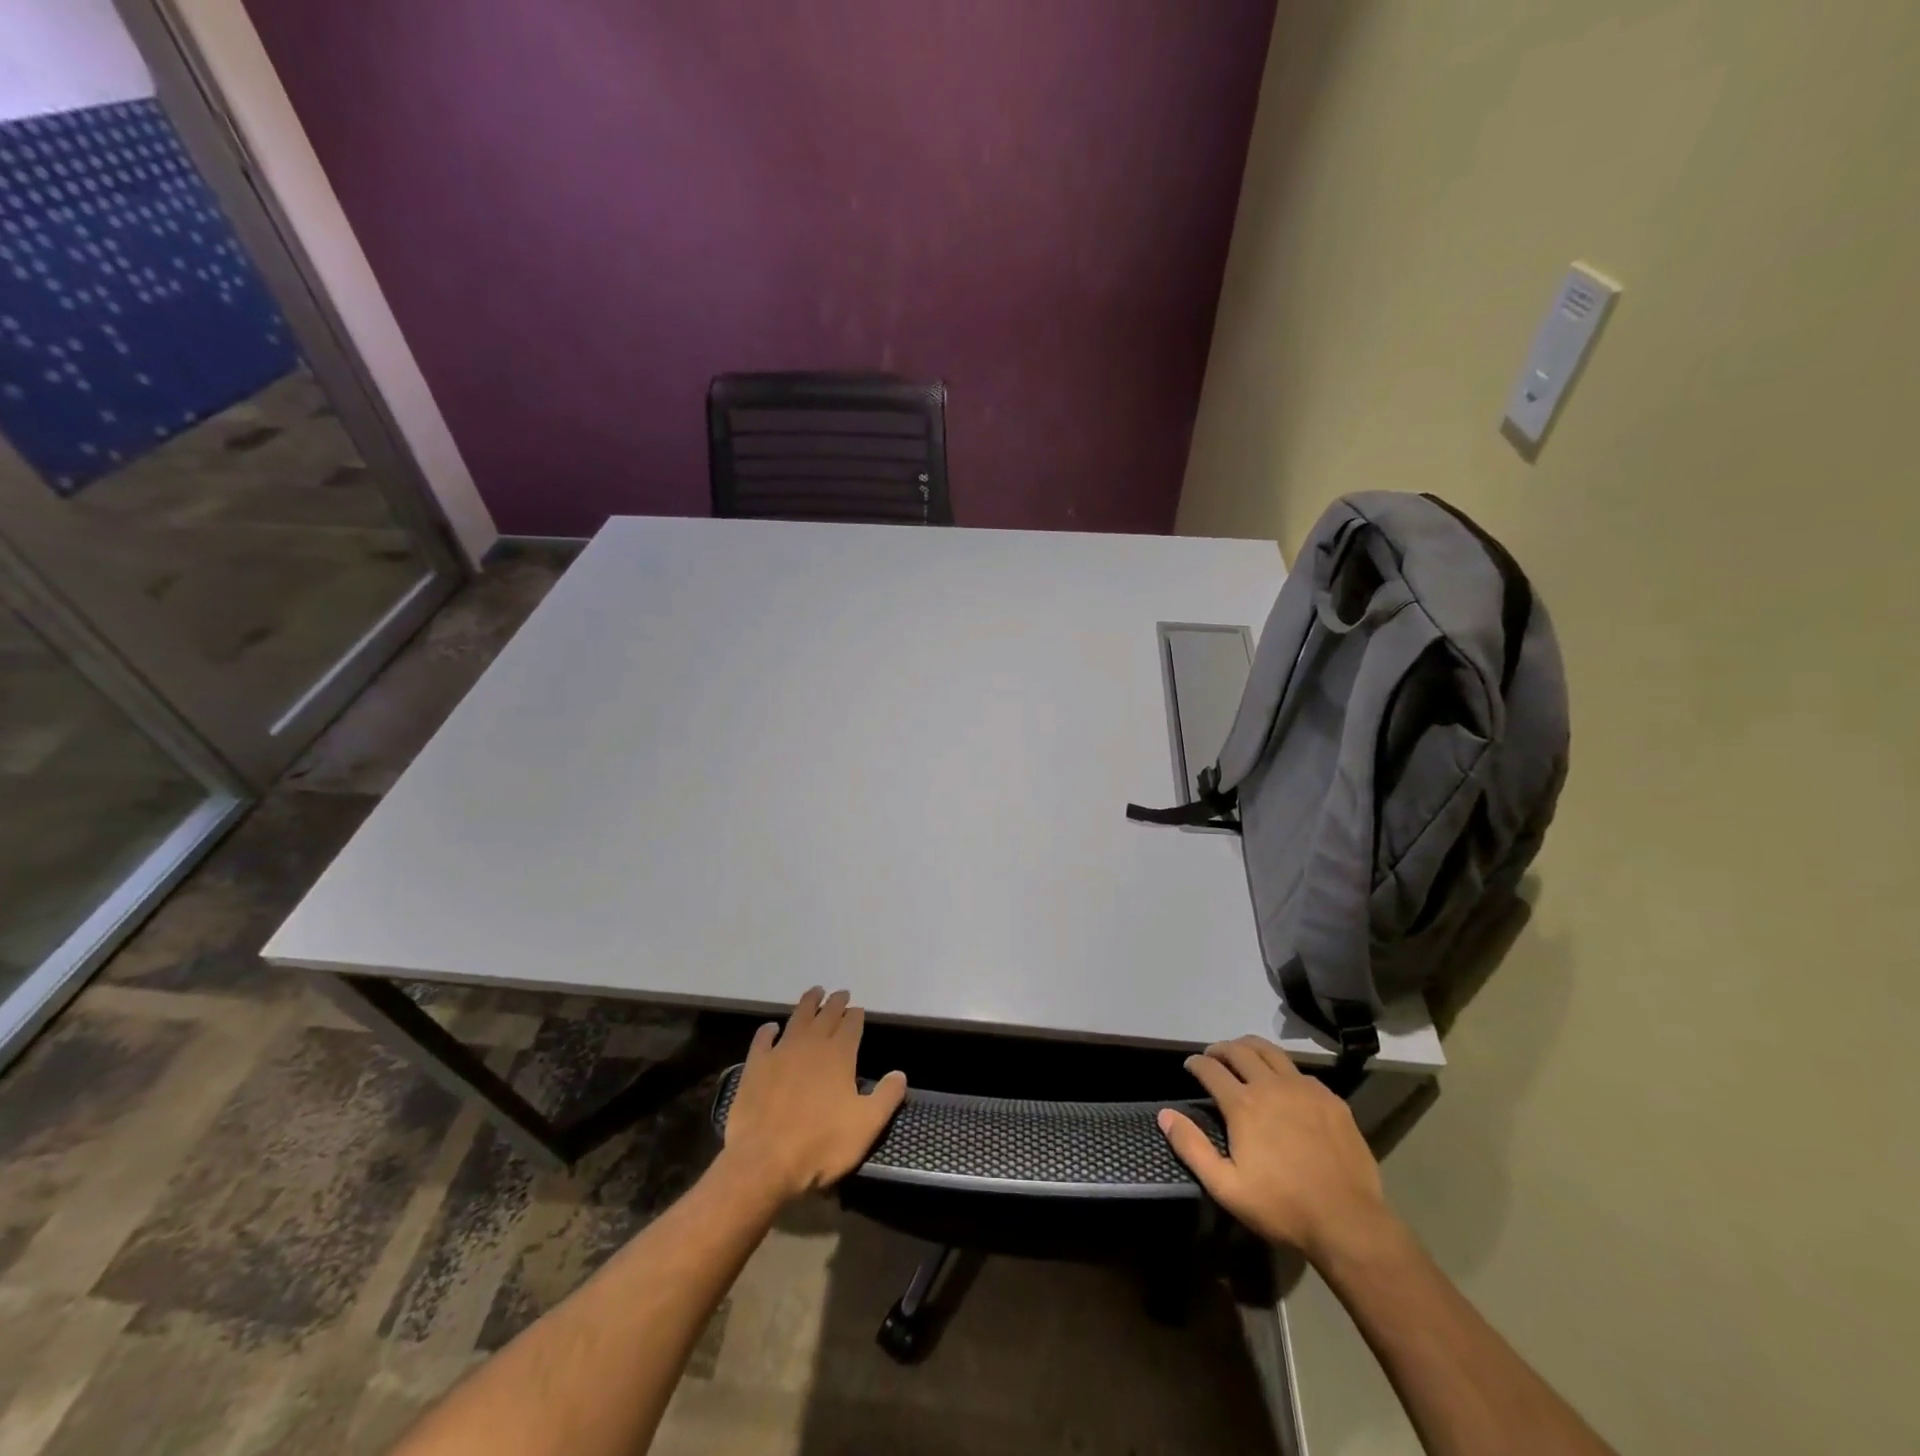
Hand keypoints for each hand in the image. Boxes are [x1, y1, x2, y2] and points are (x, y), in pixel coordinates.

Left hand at [719, 988, 906, 1203]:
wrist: (764, 1162)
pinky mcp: (755, 1066)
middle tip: (841, 993)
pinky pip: (762, 1040)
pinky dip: (768, 1031)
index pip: (852, 1025)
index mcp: (840, 1055)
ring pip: (798, 1018)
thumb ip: (886, 1097)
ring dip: (808, 1003)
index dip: (856, 1015)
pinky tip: (771, 1028)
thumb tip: (900, 1073)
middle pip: (826, 1015)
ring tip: (815, 992)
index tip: (858, 1009)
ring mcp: (781, 1052)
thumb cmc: (821, 1144)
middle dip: (836, 1003)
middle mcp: (811, 1045)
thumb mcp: (866, 1126)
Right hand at [1158, 1035, 1391, 1263]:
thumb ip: (1192, 1147)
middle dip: (1220, 1049)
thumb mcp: (1226, 1187)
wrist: (1348, 1222)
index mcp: (1243, 1104)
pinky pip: (1300, 1072)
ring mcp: (1304, 1089)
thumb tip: (1165, 1115)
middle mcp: (1271, 1085)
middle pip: (1239, 1050)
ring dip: (1250, 1048)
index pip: (1211, 1069)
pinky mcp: (1331, 1099)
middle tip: (1213, 1056)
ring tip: (1243, 1055)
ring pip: (1271, 1051)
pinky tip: (1284, 1085)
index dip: (1196, 1063)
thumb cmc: (1282, 1207)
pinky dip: (1283, 1070)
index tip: (1190, 1066)